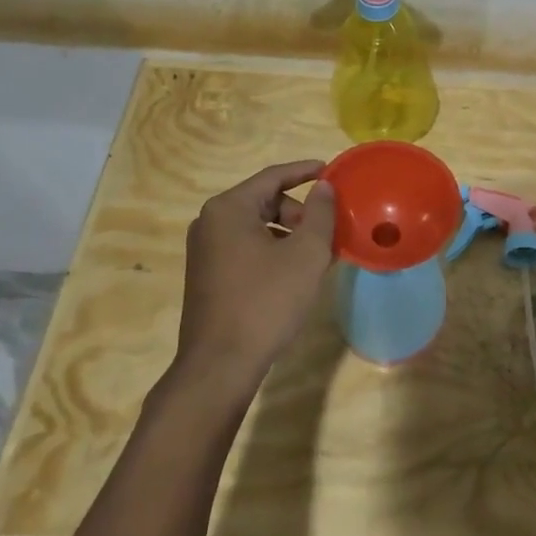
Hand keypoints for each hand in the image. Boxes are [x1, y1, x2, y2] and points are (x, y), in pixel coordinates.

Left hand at [177, 160, 336, 389]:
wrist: (220, 365)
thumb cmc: (266, 301)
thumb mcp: (306, 254)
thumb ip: (320, 213)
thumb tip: (324, 186)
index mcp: (228, 209)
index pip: (273, 177)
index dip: (304, 171)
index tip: (330, 170)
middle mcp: (209, 222)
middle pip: (264, 201)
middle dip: (299, 211)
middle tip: (327, 231)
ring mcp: (204, 251)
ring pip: (256, 227)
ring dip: (288, 233)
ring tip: (316, 256)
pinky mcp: (207, 275)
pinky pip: (245, 248)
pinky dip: (272, 250)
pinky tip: (294, 275)